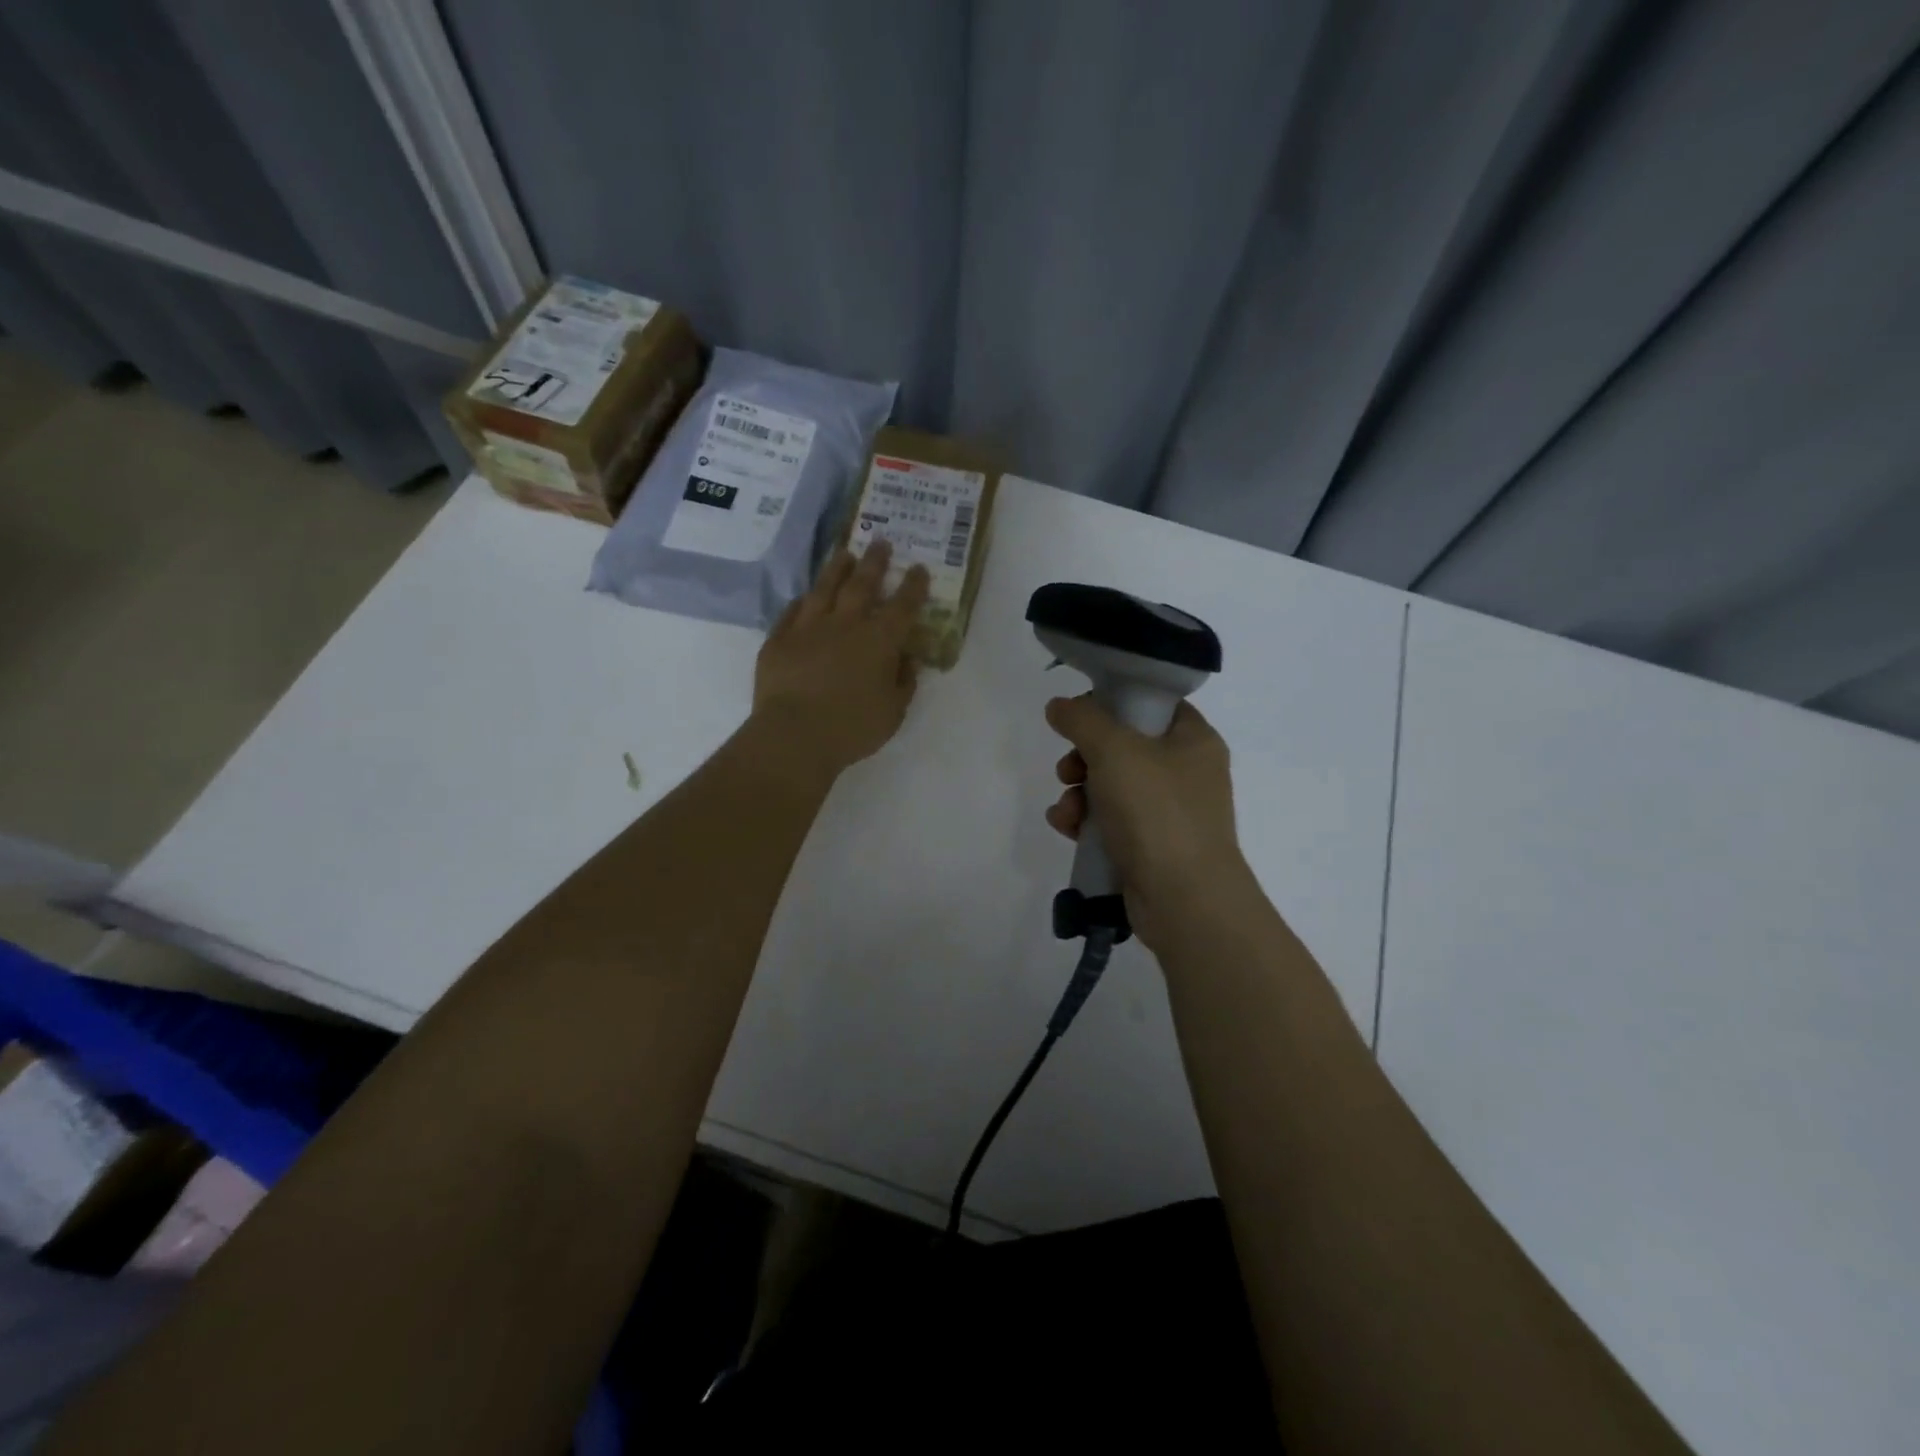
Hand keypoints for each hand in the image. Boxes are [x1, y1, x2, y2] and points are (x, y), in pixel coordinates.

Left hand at [752, 541, 929, 777]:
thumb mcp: (893, 712)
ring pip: (824, 589)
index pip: (903, 606)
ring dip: (836, 569)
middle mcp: (845, 624)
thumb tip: (907, 659)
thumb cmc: (852, 727)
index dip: (913, 586)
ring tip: (844, 554)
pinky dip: (802, 602)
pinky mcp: (779, 640)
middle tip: (880, 542)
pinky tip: (805, 597)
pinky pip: (792, 612)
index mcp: (879, 641)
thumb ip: (904, 682)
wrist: (794, 735)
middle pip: (862, 584)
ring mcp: (808, 628)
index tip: (919, 568)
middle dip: (874, 562)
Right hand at [1044, 695, 1253, 950]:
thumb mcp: (1115, 751)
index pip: (1151, 703)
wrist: (1185, 901)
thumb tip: (1059, 706)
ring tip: (1066, 811)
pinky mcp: (1151, 846)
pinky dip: (1086, 822)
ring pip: (1111, 786)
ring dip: (1078, 794)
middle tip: (1069, 770)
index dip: (1112, 703)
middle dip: (1084, 757)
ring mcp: (1170, 813)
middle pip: (1123, 746)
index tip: (1079, 716)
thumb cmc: (1157, 813)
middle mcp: (1186, 772)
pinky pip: (1111, 822)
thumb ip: (1082, 720)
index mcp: (1193, 739)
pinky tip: (1067, 828)